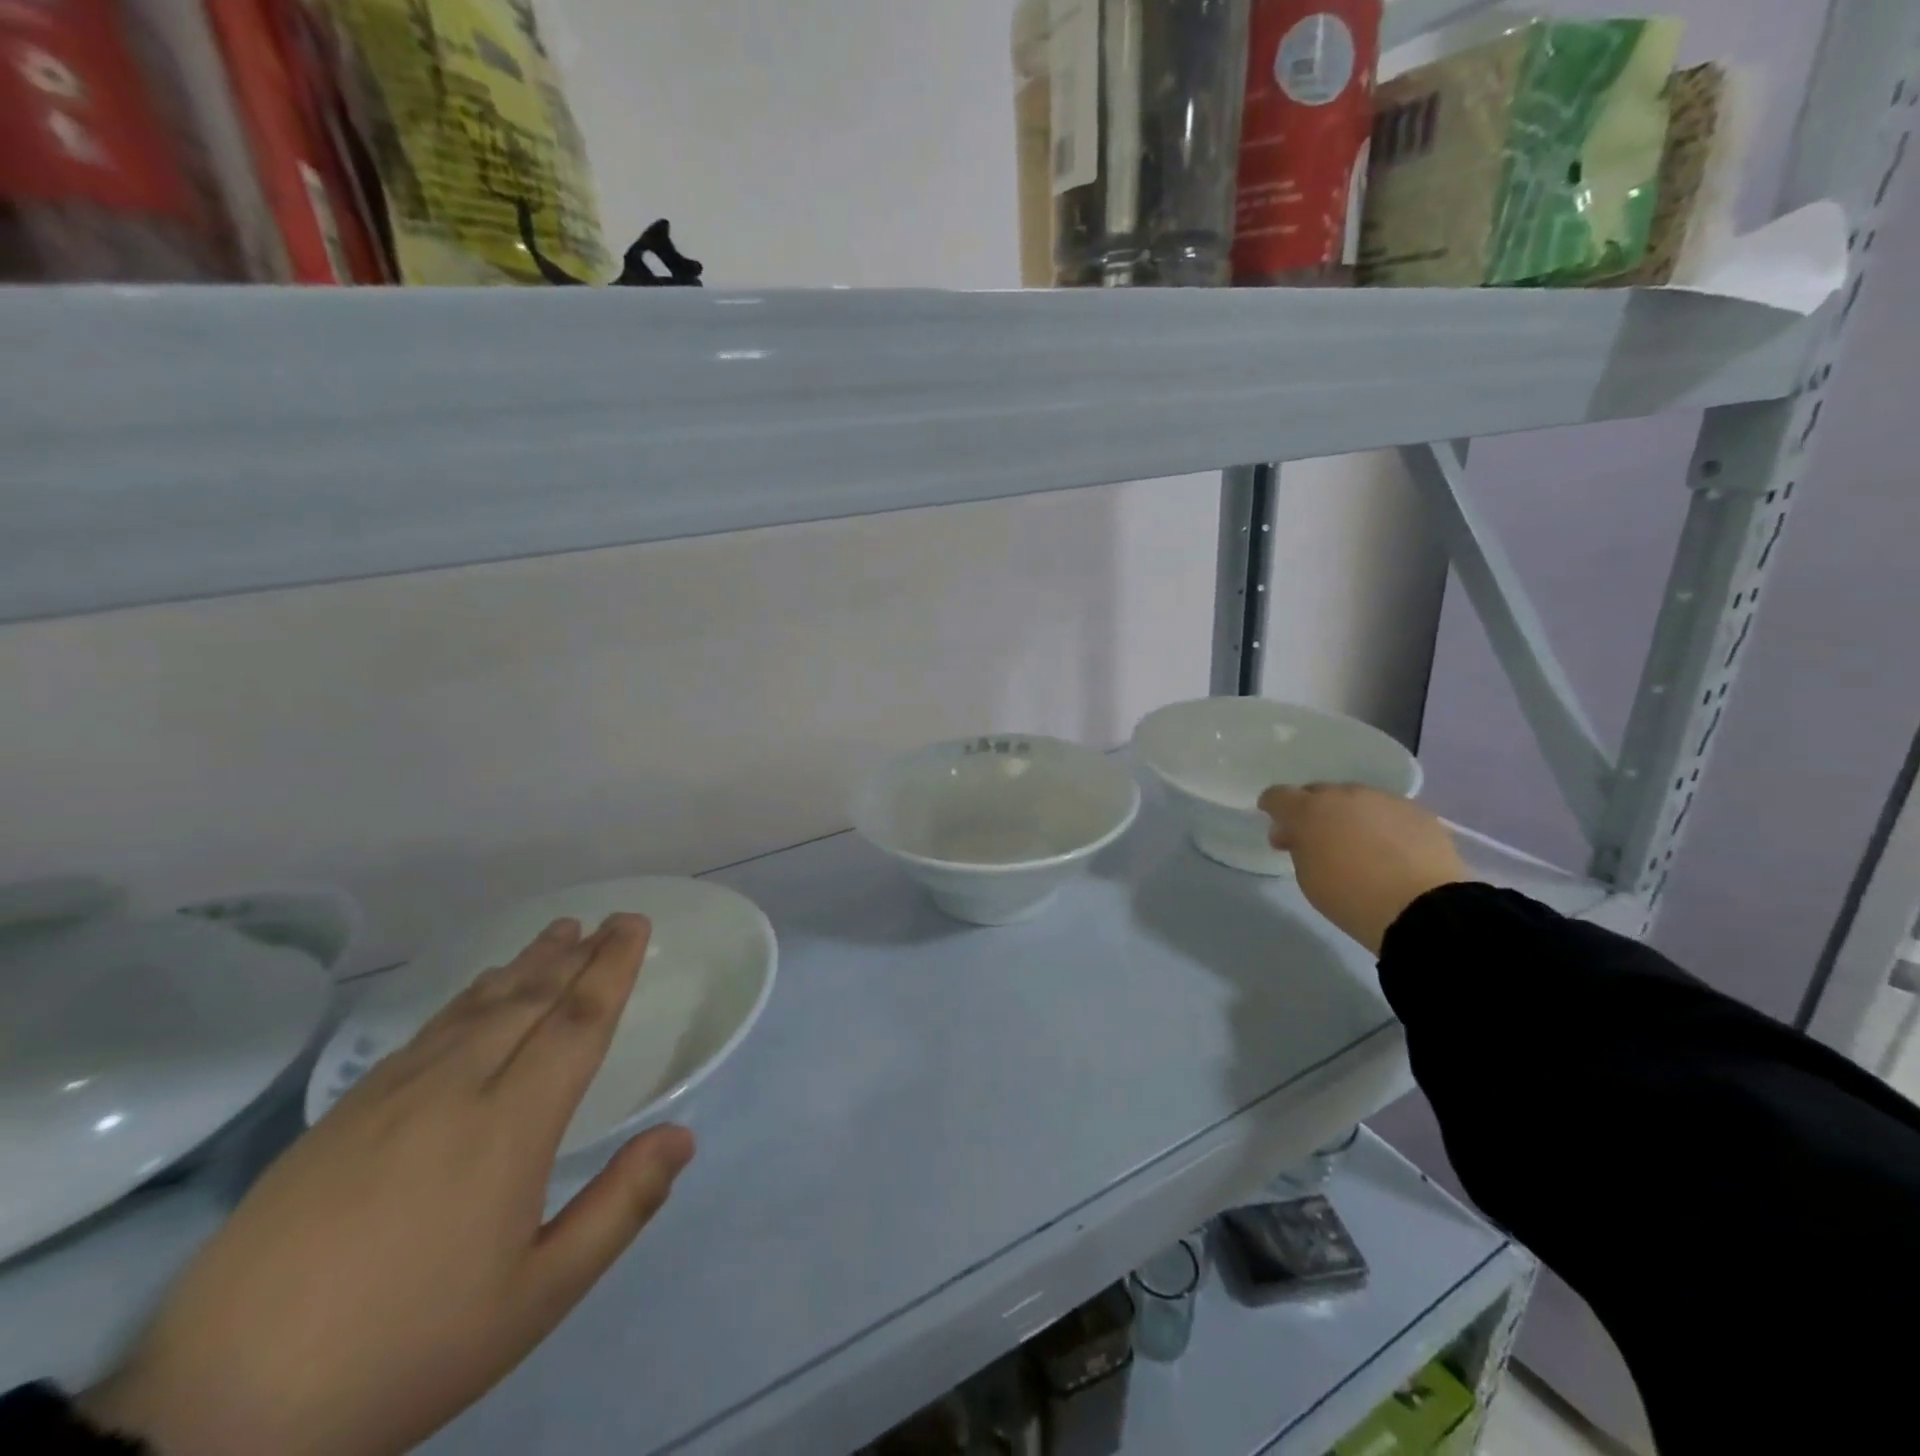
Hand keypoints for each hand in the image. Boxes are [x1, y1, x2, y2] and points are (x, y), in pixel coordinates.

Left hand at [83, 914, 694, 1455]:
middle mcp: (456, 1089)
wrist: (219, 1411)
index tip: (635, 924)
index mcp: (510, 1127)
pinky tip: (480, 989)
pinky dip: (469, 995)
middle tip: (610, 919)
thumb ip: (620, 1207)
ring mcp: (392, 1095)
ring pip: (477, 1006)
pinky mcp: (344, 1113)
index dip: (612, 966)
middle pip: (530, 999)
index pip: (577, 1022)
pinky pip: (427, 1030)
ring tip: (559, 932)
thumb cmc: (408, 1347)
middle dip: (578, 954)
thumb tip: (683, 1135)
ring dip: (527, 963)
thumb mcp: (538, 1296)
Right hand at [1259, 785, 1469, 953]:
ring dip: (1350, 815)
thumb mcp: (1307, 876)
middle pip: (1319, 793)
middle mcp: (1344, 795)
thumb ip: (1299, 848)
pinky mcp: (1418, 812)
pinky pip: (1389, 811)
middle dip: (1313, 811)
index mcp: (1309, 810)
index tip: (1276, 824)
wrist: (1423, 908)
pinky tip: (1391, 848)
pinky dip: (1382, 824)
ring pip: (1356, 800)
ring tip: (1359, 844)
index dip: (1273, 807)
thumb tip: (1299, 835)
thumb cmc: (1351, 897)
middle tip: (1317, 839)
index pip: (1278, 796)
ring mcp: (1384, 799)